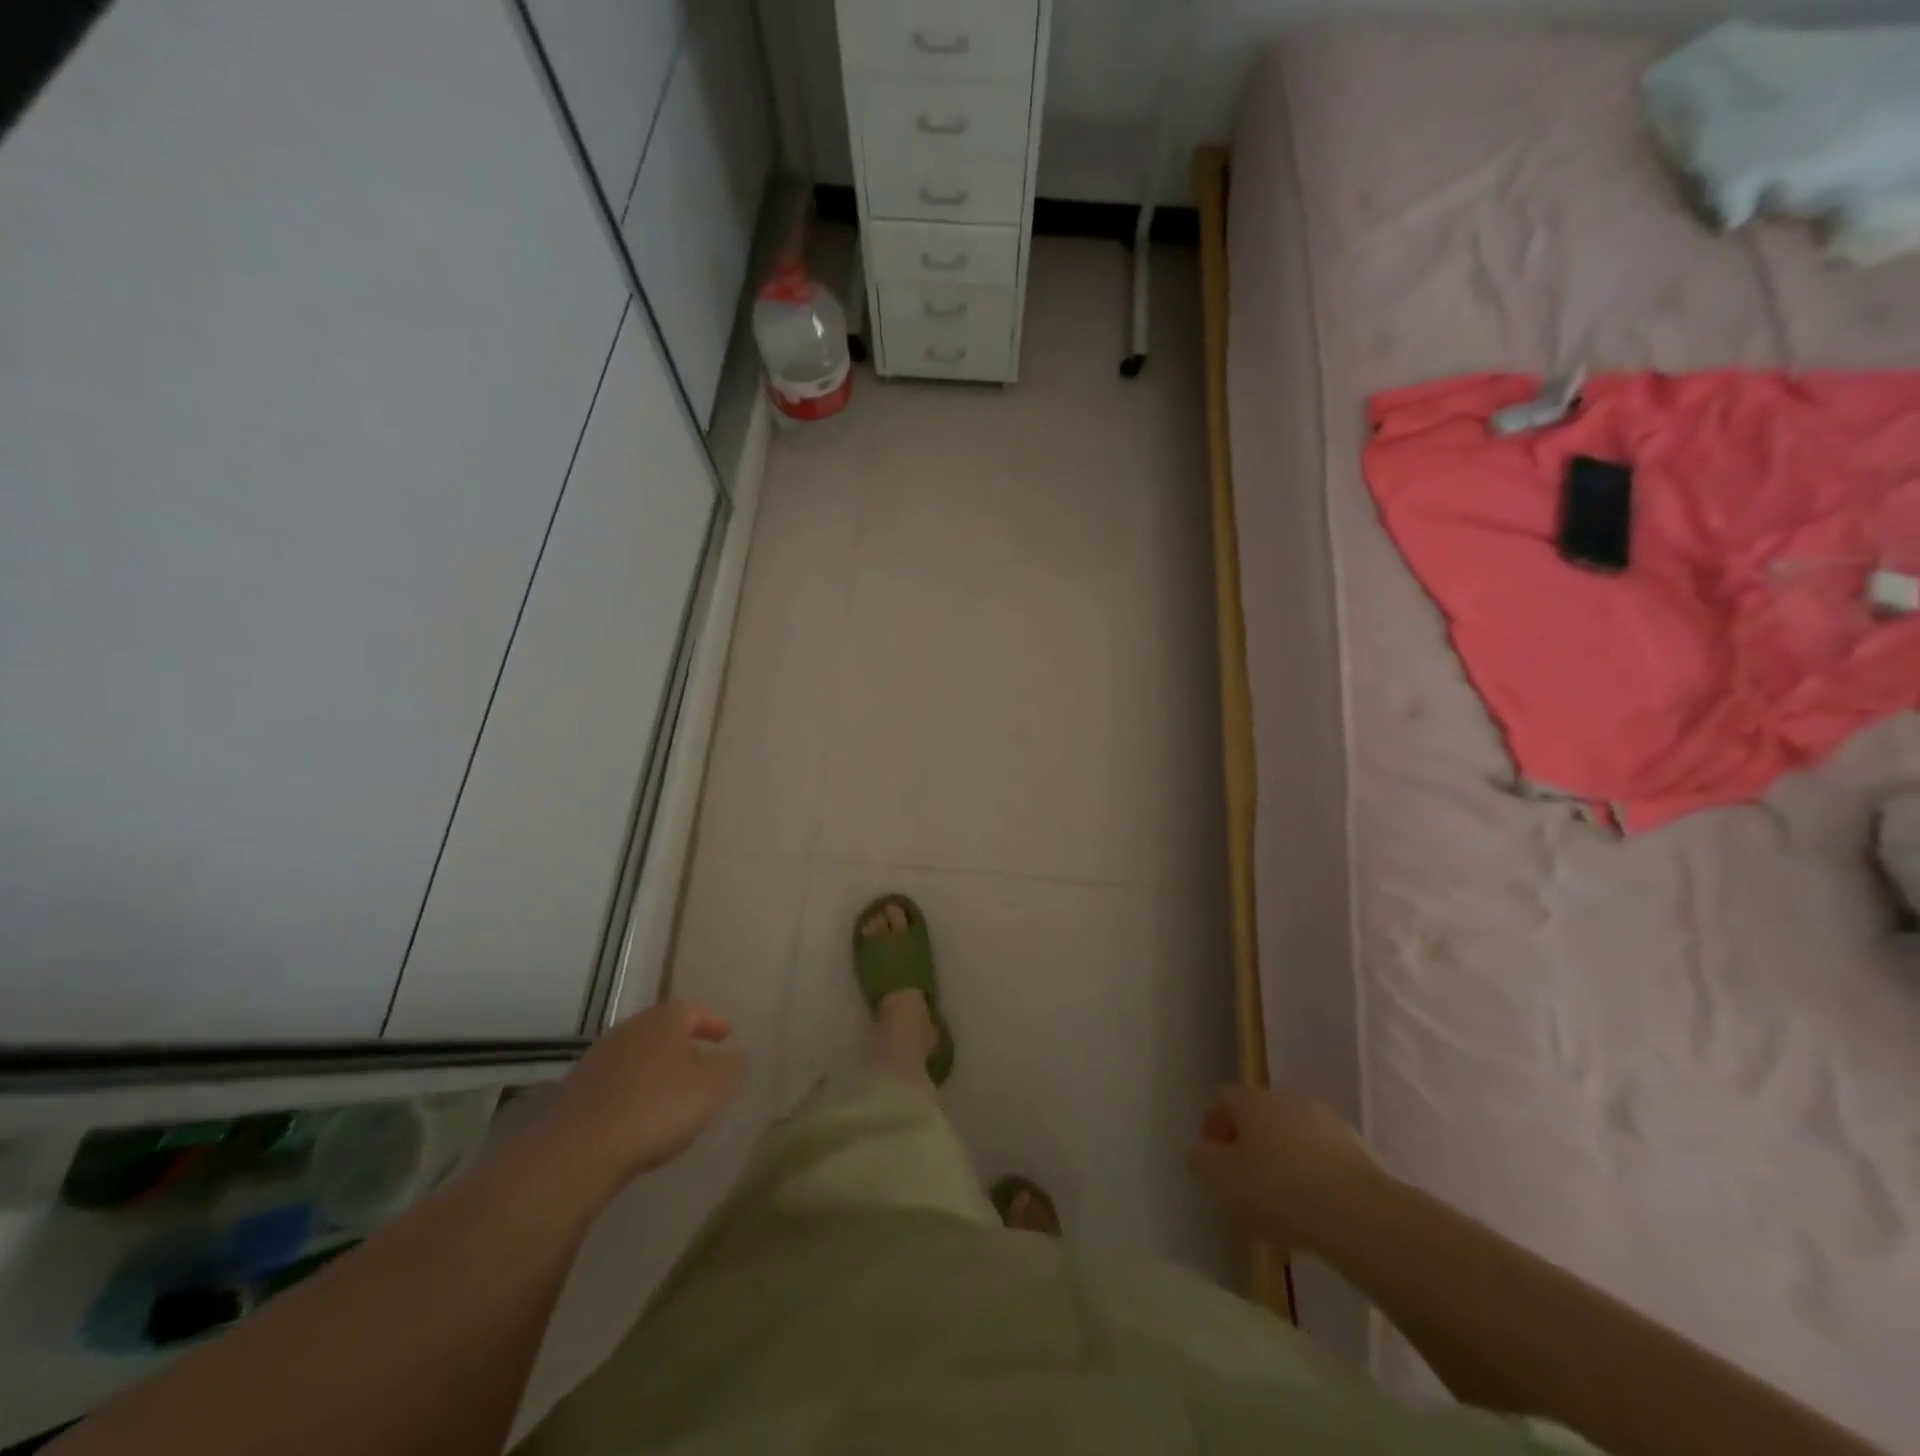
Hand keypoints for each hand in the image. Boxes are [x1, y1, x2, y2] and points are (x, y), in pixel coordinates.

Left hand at [542, 999, 747, 1187]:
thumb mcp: (713, 1087)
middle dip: (685, 1043)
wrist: (579, 1150)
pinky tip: (640, 1113)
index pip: (694, 1009)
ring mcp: (599, 1058)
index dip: (713, 1021)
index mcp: (664, 1020)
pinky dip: (634, 1089)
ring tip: (673, 1091)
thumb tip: (736, 1054)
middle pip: (663, 1029)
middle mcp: (630, 1029)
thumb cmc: (657, 1108)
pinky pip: (617, 1080)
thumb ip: (732, 1066)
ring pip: (639, 1054)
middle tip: (703, 1062)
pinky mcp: (577, 1089)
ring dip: (657, 1067)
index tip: (727, 1036)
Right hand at [1187, 1085, 1382, 1252]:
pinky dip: (1312, 1174)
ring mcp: (1325, 1121)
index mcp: (1252, 1099)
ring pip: (1292, 1136)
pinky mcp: (1357, 1150)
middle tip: (1243, 1180)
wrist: (1358, 1213)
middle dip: (1249, 1143)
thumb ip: (1204, 1161)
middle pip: (1259, 1116)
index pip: (1223, 1099)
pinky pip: (1322, 1157)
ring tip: (1279, 1202)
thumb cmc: (1278, 1189)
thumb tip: (1199, 1150)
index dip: (1213, 1125)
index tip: (1211, 1157)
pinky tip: (1312, 1208)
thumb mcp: (1224, 1180)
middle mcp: (1287, 1099)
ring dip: (1282, 1158)